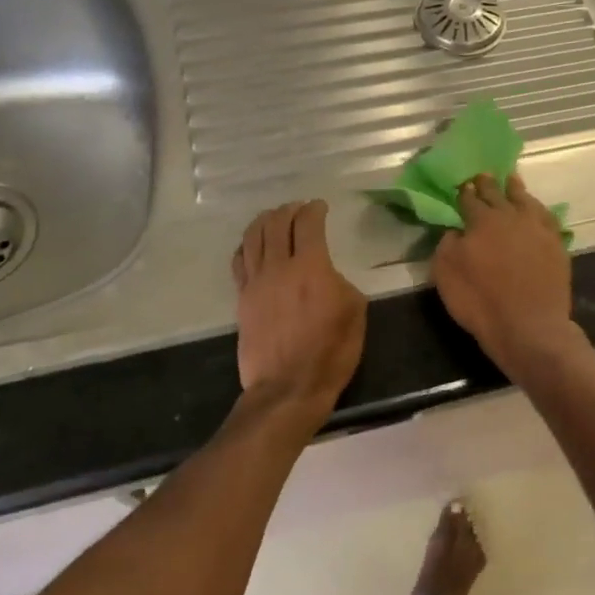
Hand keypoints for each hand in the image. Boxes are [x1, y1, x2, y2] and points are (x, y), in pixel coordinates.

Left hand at [232, 200, 365, 408]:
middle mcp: (278, 266)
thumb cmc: (330, 352)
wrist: (288, 387)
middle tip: (298, 209)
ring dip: (264, 221)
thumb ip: (341, 283)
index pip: (308, 224)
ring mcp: (255, 282)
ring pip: (253, 237)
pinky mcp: (242, 299)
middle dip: (289, 210)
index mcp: (311, 266)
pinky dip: (246, 245)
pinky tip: (252, 245)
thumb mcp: (355, 313)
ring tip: (273, 218)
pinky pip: (239, 261)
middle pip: (276, 224)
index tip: (320, 207)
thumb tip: (328, 276)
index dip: (314, 210)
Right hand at [433, 174, 581, 373]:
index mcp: (481, 221)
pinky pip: (547, 216)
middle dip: (488, 184)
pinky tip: (536, 209)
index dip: (464, 192)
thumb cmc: (480, 301)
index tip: (462, 185)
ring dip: (516, 189)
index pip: (470, 199)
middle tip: (484, 175)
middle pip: (498, 193)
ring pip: (525, 200)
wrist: (528, 326)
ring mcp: (537, 229)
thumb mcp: (446, 274)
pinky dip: (538, 208)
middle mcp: (511, 216)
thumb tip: (456, 231)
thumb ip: (447, 245)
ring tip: (512, 181)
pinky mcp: (556, 244)